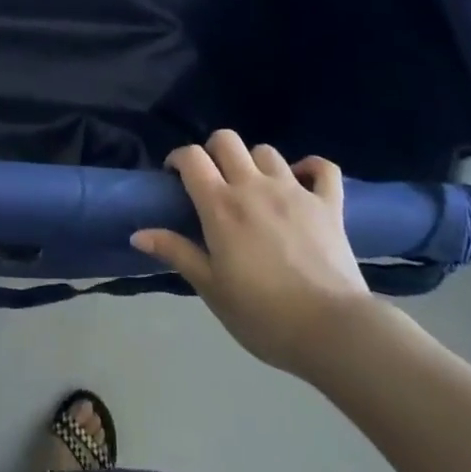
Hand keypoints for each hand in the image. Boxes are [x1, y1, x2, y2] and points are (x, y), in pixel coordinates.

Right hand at [132, 130, 374, 376]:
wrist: (332, 331)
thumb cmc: (263, 315)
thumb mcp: (211, 288)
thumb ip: (177, 252)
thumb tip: (137, 233)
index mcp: (221, 205)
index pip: (192, 156)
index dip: (179, 158)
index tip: (175, 176)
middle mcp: (254, 186)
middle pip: (227, 140)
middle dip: (214, 151)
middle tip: (213, 180)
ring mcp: (294, 190)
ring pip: (267, 151)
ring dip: (255, 163)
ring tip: (254, 187)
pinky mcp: (328, 204)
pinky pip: (323, 168)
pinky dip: (311, 168)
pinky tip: (302, 180)